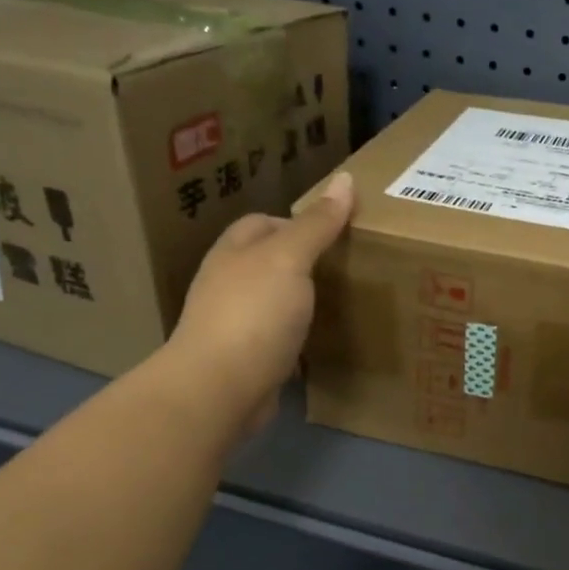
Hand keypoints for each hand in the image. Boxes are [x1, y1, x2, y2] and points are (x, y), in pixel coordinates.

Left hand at [159, 172, 354, 436]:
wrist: (219, 389)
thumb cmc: (253, 314)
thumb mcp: (290, 259)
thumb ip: (317, 224)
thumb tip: (345, 179)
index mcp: (233, 253)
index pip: (263, 223)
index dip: (297, 221)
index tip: (337, 233)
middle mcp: (228, 284)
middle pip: (268, 262)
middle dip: (304, 262)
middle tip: (348, 266)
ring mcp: (234, 324)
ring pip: (274, 301)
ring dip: (302, 301)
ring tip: (343, 302)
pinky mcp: (246, 360)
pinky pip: (278, 339)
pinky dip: (300, 337)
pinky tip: (324, 342)